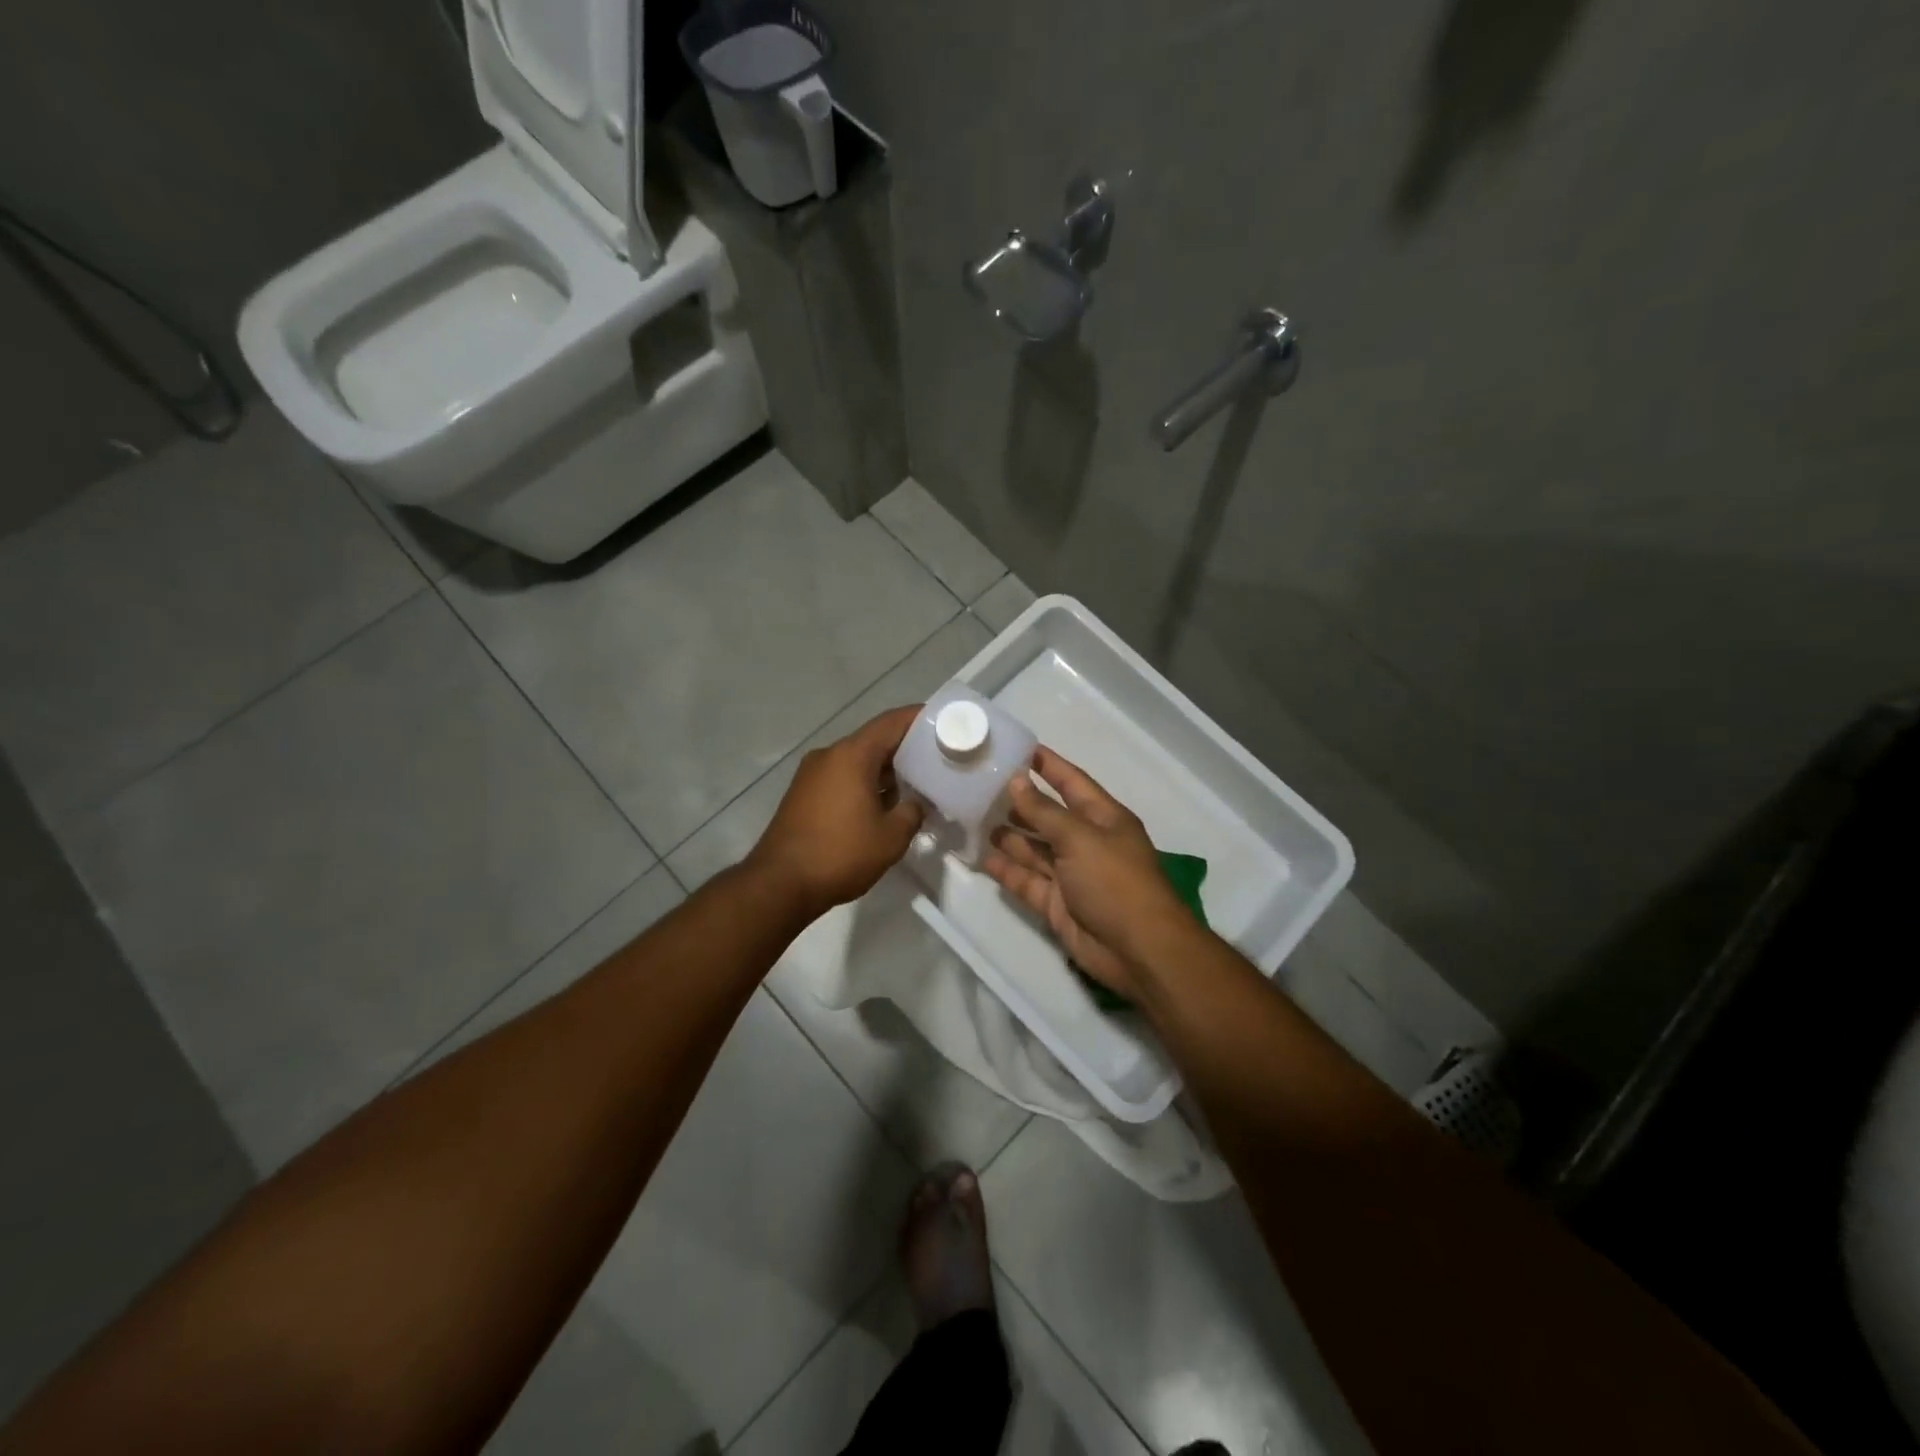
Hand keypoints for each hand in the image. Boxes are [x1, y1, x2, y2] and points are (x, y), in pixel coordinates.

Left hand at [747, 706, 924, 917]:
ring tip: (914, 785)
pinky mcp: (802, 795)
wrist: (780, 884)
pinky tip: (882, 804)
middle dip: (905, 748)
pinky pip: (841, 778)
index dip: (919, 719)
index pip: (891, 723)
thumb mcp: (891, 837)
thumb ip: (911, 813)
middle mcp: (829, 756)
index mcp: (851, 755)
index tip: (944, 722)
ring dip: (884, 770)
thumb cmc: (840, 854)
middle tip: (936, 758)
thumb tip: (915, 804)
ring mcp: (811, 775)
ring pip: (856, 761)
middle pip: (873, 740)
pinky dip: (864, 783)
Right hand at [982, 747, 1196, 1004]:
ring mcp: (1071, 874)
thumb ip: (1044, 811)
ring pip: (1034, 849)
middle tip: (980, 786)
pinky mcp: (1057, 904)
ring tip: (973, 817)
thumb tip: (1016, 781)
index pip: (1072, 782)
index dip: (1048, 765)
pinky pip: (1027, 881)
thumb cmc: (1115, 881)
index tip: (1018, 748)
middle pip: (1048, 816)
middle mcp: (1086, 842)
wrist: (1137, 950)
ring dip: (1009, 835)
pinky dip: (1007, 870)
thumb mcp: (1080, 838)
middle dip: (1019, 802)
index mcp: (1103, 818)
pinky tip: (982, 856)